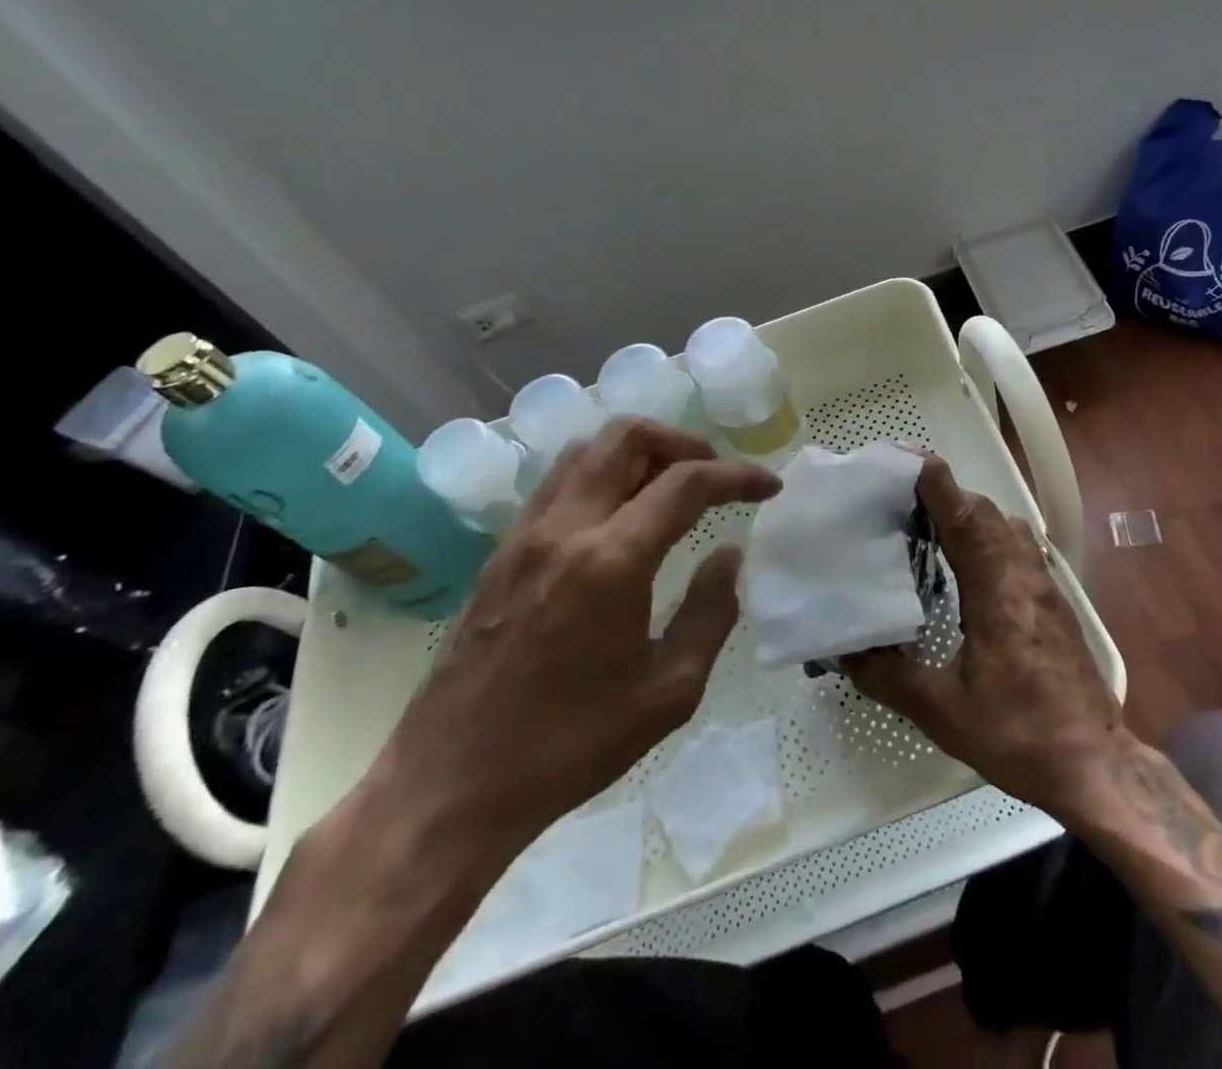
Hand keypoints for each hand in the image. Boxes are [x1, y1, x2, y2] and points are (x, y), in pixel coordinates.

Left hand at [379, 418, 780, 852]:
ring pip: (586, 449)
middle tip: (715, 472)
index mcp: (612, 561)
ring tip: (672, 483)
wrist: (452, 784)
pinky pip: (559, 481)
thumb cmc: (571, 744)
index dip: (737, 475)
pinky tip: (620, 512)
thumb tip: (728, 553)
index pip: (686, 483)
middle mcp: (565, 528)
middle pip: (626, 437)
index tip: (769, 487)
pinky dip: (601, 472)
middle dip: (683, 441)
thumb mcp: (669, 691)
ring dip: (638, 450)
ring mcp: (526, 534)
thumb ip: (711, 611)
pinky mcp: (502, 551)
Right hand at [843, 456, 1126, 820]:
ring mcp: (1043, 584)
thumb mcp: (940, 710)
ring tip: (926, 526)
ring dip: (967, 513)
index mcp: (995, 588)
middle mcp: (1023, 573)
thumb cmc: (1017, 732)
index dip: (934, 482)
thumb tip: (842, 649)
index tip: (901, 459)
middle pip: (984, 511)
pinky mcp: (1053, 599)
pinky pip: (1016, 546)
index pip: (963, 515)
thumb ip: (887, 675)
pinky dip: (986, 535)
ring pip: (1004, 525)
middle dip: (943, 493)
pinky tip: (965, 564)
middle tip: (898, 498)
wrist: (1092, 763)